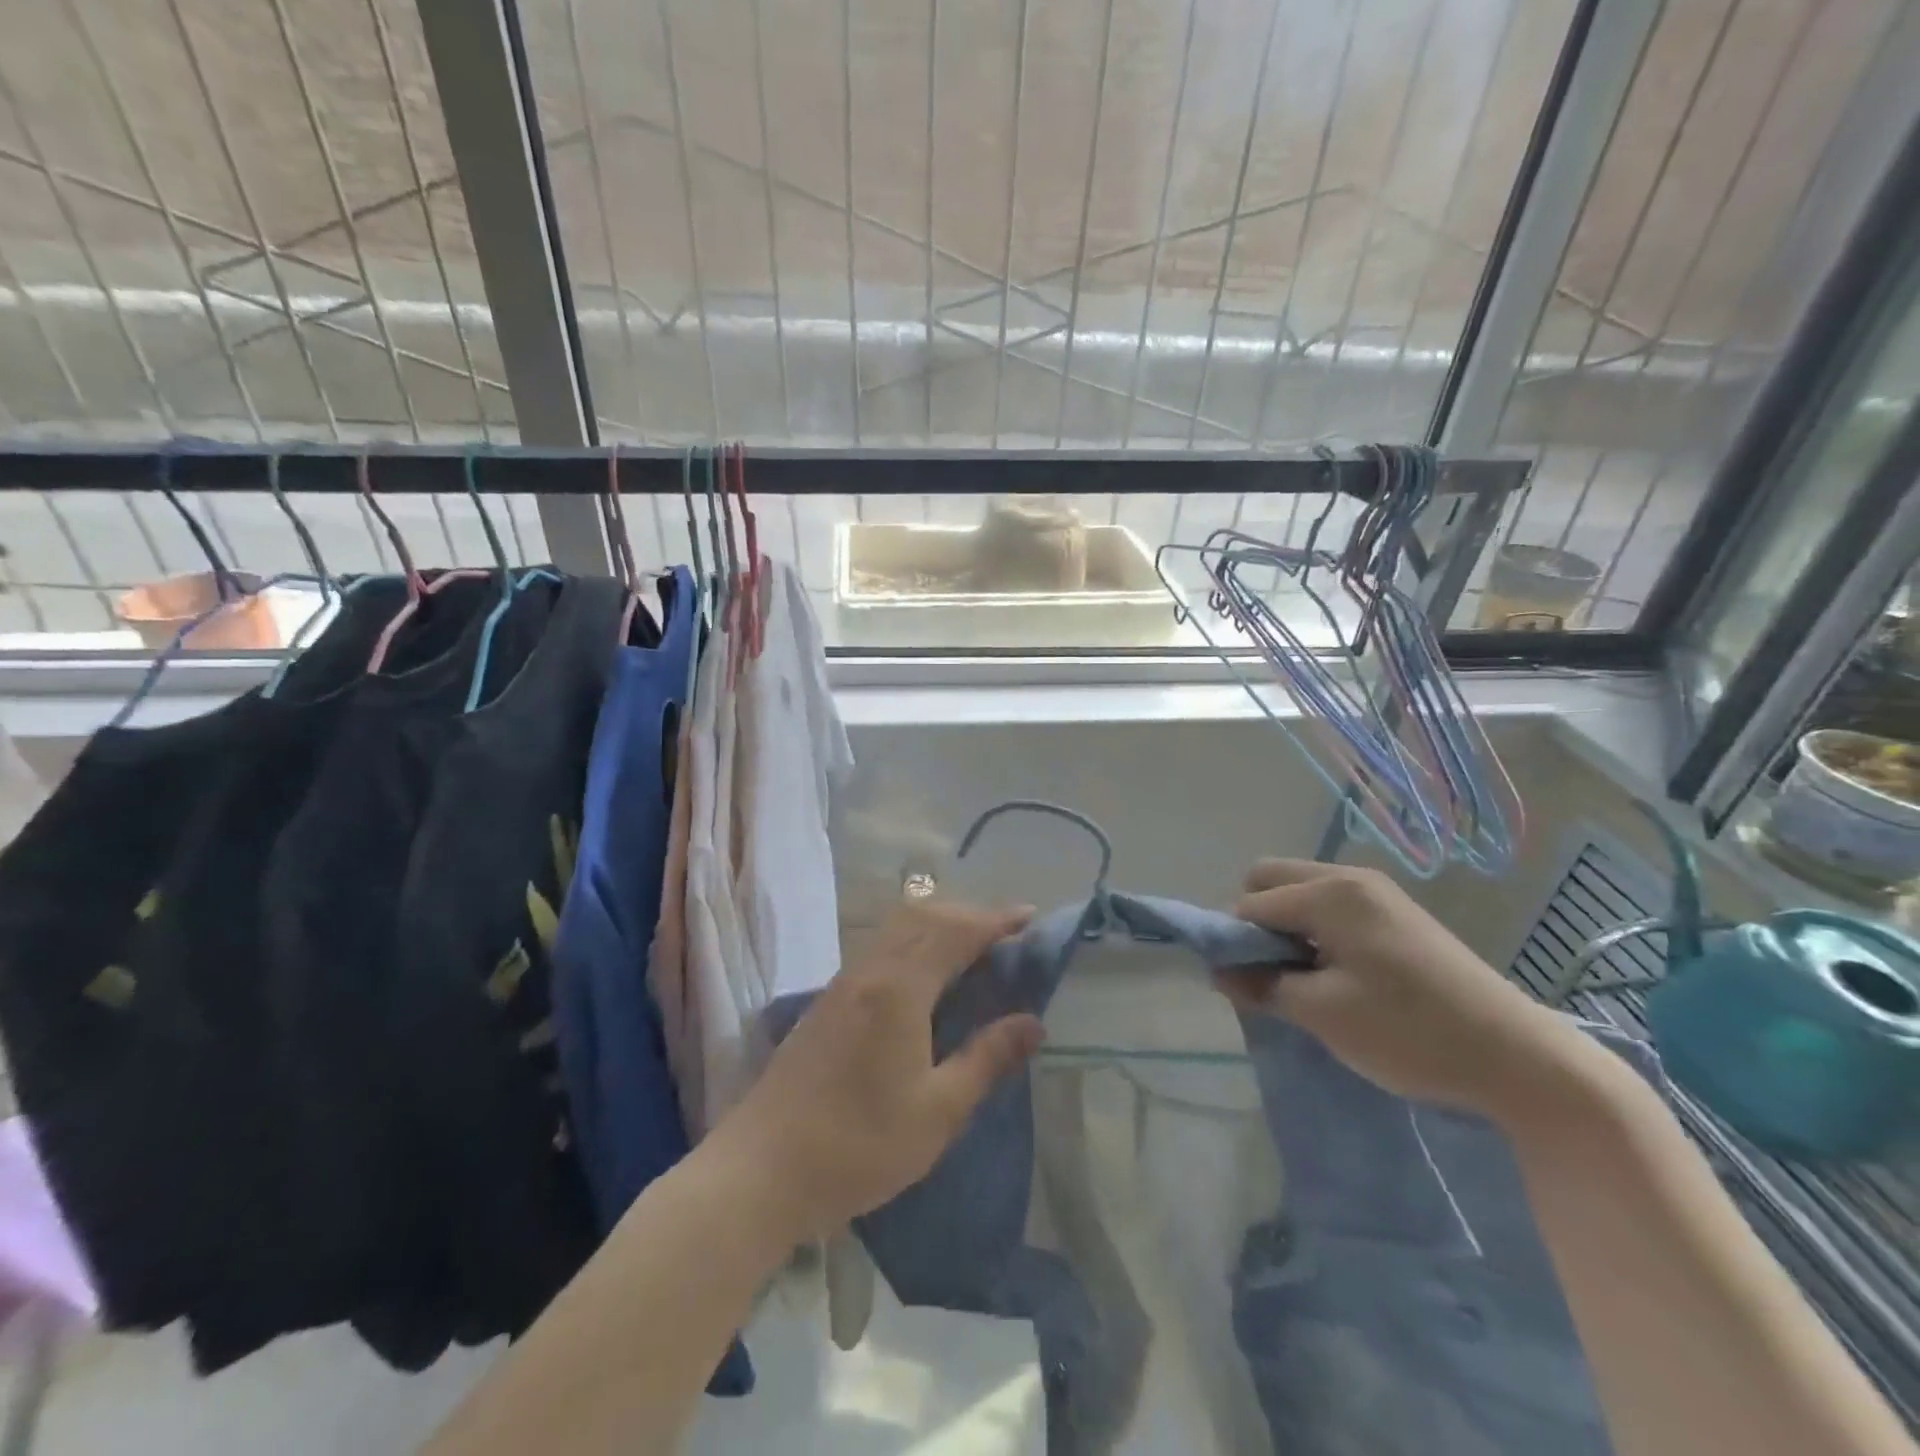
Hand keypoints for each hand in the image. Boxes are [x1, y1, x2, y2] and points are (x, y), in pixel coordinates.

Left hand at [716, 901, 1043, 1240]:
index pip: (956, 932)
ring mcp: (844, 982)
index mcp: (900, 988)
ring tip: (973, 949)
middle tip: (1008, 934)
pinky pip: (881, 948)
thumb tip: (1033, 1022)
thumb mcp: (937, 1111)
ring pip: (898, 928)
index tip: (1031, 917)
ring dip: (939, 925)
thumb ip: (987, 1059)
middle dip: (970, 915)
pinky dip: (914, 942)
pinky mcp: (828, 1000)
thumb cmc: (857, 1146)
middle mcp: (871, 970)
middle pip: (924, 917)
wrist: (760, 1170)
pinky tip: (926, 977)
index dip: (996, 920)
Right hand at [1218, 859, 1582, 1119]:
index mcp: (1330, 893)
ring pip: (1302, 893)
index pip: (1251, 904)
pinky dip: (1316, 932)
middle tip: (1272, 972)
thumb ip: (1261, 985)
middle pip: (1271, 880)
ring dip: (1286, 928)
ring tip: (1303, 979)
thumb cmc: (1409, 1031)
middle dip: (1256, 922)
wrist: (1519, 1059)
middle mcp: (1351, 878)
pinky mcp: (1398, 915)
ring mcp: (1379, 894)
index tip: (1242, 984)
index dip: (1235, 942)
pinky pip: (1332, 907)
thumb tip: (1218, 972)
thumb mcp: (1322, 1013)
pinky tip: (1336, 976)